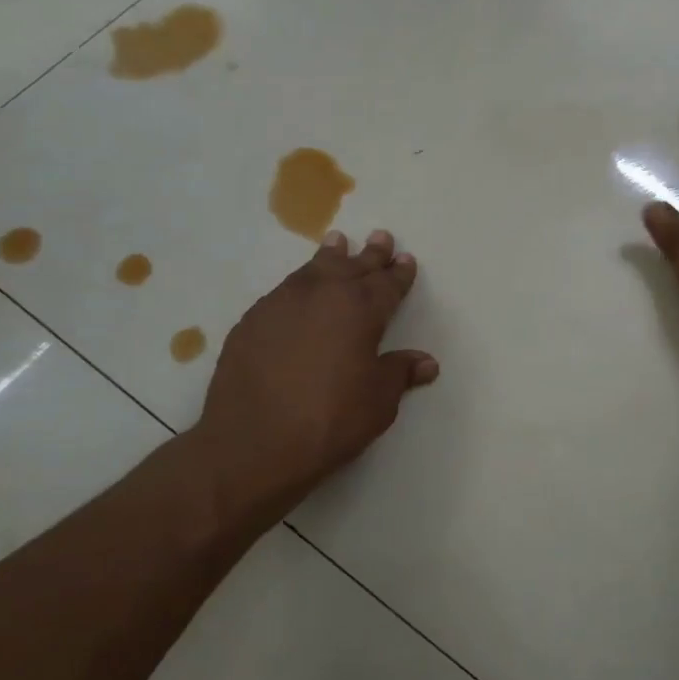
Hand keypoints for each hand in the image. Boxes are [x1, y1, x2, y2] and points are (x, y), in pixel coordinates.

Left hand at [198, 230, 436, 518]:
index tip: (406, 259)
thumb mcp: (378, 401)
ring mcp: (282, 303)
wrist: (254, 442)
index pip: (387, 284)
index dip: (399, 273)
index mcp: (360, 310)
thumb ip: (400, 373)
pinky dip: (299, 283)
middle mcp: (322, 295)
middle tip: (380, 237)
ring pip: (313, 270)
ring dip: (331, 257)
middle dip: (370, 254)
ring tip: (337, 242)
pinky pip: (284, 291)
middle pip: (352, 267)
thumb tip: (426, 362)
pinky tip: (299, 290)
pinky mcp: (252, 320)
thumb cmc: (330, 421)